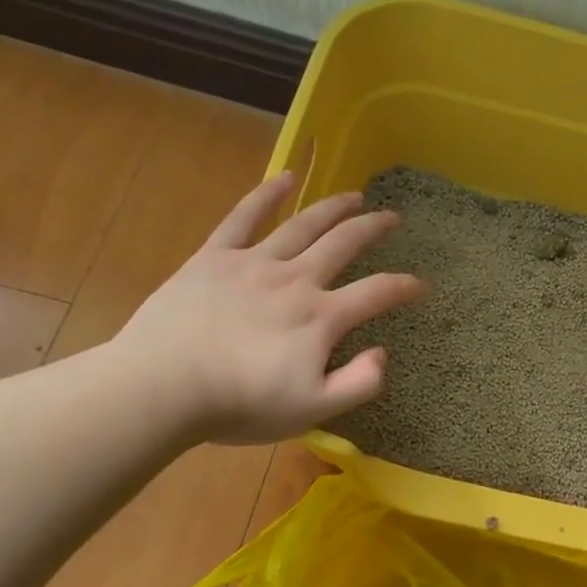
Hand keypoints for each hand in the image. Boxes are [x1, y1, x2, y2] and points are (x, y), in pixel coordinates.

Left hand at [108, 173, 425, 443]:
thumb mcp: (313, 410)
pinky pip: (244, 217)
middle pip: (344, 244)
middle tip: (392, 217)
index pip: (377, 293)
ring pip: (303, 224)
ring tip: (353, 195)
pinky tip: (285, 177)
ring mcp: (254, 263)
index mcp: (321, 317)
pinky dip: (267, 194)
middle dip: (373, 228)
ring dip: (332, 207)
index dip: (405, 287)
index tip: (422, 284)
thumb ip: (358, 383)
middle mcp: (296, 280)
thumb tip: (383, 353)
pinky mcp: (215, 257)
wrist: (164, 387)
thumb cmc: (241, 405)